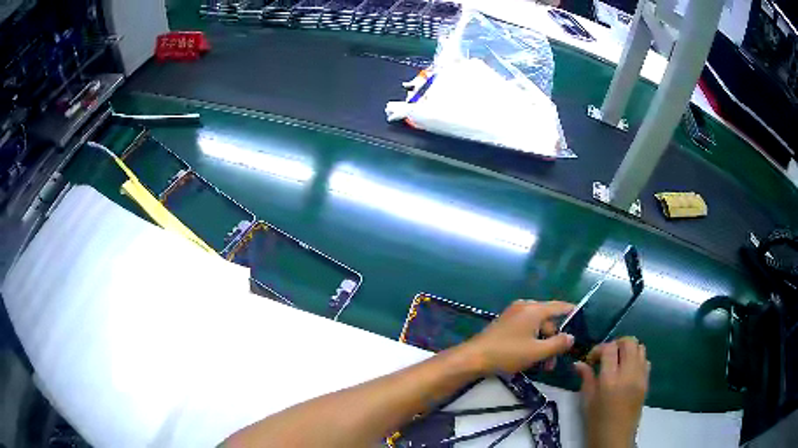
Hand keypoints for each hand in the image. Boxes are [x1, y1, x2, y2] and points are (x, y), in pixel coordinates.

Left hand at [459, 300, 574, 374]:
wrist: (474, 358)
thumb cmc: (507, 353)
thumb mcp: (537, 351)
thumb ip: (557, 344)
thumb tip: (571, 337)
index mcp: (534, 309)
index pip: (559, 306)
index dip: (572, 312)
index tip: (582, 318)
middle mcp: (524, 307)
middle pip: (548, 321)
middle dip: (553, 341)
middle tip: (552, 363)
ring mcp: (513, 315)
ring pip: (536, 328)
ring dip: (542, 345)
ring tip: (541, 366)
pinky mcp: (505, 324)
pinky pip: (525, 330)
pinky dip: (531, 342)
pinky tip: (529, 359)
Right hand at [575, 337, 649, 447]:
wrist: (615, 438)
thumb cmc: (596, 421)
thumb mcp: (587, 401)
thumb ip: (586, 378)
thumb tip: (578, 363)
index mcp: (610, 380)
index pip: (609, 348)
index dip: (599, 348)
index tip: (592, 358)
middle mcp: (628, 374)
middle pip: (629, 342)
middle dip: (616, 343)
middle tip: (606, 355)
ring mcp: (640, 377)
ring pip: (640, 348)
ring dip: (628, 350)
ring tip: (618, 361)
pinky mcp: (646, 382)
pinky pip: (645, 360)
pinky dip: (637, 359)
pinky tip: (627, 371)